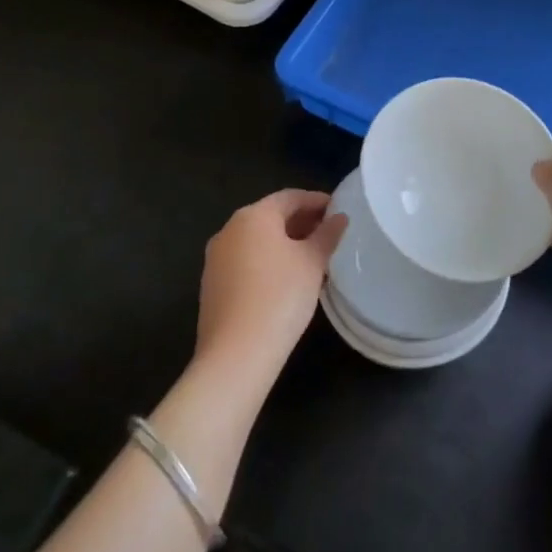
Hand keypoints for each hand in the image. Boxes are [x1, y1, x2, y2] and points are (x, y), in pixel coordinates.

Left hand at [194, 190, 344, 386]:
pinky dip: (268, 261)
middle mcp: (229, 230)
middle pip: (271, 216)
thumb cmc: (280, 296)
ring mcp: (216, 258)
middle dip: (301, 222)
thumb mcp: (312, 263)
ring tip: (313, 258)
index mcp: (253, 216)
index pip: (290, 197)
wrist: (236, 355)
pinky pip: (246, 261)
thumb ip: (327, 235)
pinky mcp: (212, 285)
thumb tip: (339, 218)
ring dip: (285, 243)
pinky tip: (288, 280)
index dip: (317, 201)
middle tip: (329, 234)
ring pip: (257, 240)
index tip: (338, 210)